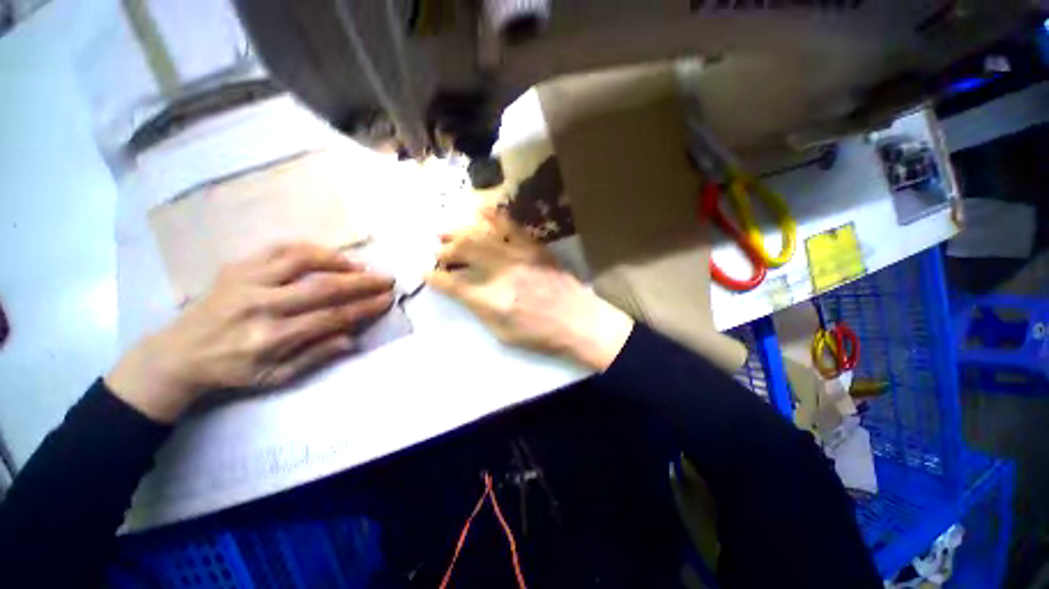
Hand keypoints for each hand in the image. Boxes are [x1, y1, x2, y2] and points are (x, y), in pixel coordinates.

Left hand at [106, 243, 394, 421]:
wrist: (177, 353)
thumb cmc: (232, 370)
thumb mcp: (275, 377)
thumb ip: (316, 356)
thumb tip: (353, 337)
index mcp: (271, 337)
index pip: (331, 317)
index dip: (364, 307)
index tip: (387, 299)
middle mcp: (260, 305)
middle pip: (322, 286)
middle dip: (361, 282)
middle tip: (386, 278)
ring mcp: (246, 281)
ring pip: (300, 260)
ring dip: (338, 261)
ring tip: (360, 267)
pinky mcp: (236, 267)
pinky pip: (278, 249)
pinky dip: (309, 249)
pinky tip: (328, 255)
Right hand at [426, 210, 633, 371]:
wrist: (580, 321)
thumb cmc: (541, 335)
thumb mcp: (504, 334)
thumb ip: (480, 311)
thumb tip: (464, 293)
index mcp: (492, 300)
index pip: (454, 284)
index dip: (435, 278)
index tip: (426, 273)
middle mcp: (502, 273)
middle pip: (464, 251)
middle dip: (445, 250)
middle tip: (437, 251)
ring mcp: (520, 256)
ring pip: (482, 236)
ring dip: (460, 231)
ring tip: (446, 231)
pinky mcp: (535, 248)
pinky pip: (511, 227)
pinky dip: (494, 217)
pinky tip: (481, 211)